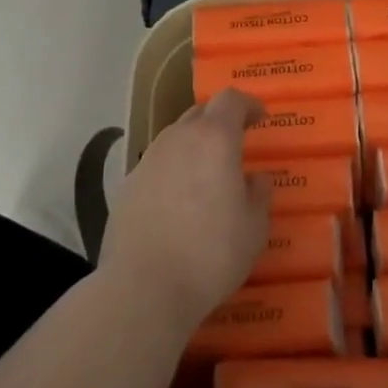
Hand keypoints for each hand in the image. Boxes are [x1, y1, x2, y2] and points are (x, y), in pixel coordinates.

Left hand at [98, 89, 272, 331]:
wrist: (143, 287)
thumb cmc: (211, 253)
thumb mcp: (254, 228)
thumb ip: (259, 195)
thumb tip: (256, 178)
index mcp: (214, 139)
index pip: (231, 100)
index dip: (248, 104)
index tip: (260, 117)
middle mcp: (178, 139)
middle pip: (200, 114)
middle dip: (220, 122)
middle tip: (236, 143)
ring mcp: (148, 160)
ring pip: (175, 139)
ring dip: (194, 147)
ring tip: (207, 176)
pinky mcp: (127, 186)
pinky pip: (157, 166)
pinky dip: (172, 172)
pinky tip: (178, 203)